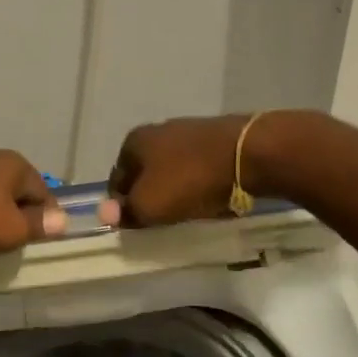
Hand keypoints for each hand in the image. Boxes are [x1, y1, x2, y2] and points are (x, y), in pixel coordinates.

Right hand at [98, 115, 250, 227]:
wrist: (251, 154)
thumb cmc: (191, 180)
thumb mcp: (150, 205)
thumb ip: (126, 212)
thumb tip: (105, 214)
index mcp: (134, 141)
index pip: (116, 179)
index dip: (121, 205)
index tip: (134, 226)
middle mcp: (157, 130)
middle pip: (144, 172)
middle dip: (148, 195)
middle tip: (159, 221)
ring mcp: (189, 131)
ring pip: (171, 169)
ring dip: (174, 189)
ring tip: (185, 212)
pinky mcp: (217, 138)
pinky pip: (197, 166)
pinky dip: (198, 182)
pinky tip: (208, 196)